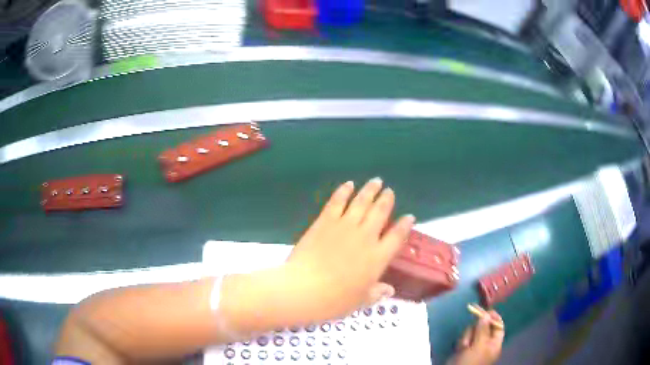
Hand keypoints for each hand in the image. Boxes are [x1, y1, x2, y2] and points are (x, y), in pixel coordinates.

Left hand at [285, 178, 414, 320]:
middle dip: (386, 200)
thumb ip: (376, 293)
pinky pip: (337, 202)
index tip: (409, 217)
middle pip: (380, 212)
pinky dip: (344, 191)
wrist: (304, 289)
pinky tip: (348, 184)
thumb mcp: (360, 301)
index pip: (397, 236)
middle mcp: (366, 237)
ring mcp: (345, 226)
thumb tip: (390, 290)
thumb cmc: (335, 301)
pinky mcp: (325, 221)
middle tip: (389, 191)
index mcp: (378, 257)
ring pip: (361, 202)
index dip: (405, 225)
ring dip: (370, 190)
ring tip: (376, 181)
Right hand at [449, 310, 504, 364]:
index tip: (485, 311)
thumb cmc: (471, 361)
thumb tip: (486, 315)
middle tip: (471, 337)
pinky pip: (464, 339)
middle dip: (475, 330)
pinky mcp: (464, 348)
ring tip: (464, 346)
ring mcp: (475, 346)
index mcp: (495, 343)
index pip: (498, 326)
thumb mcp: (479, 345)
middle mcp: (486, 343)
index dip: (493, 318)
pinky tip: (460, 349)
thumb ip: (483, 329)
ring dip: (467, 337)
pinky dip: (462, 342)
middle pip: (484, 327)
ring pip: (472, 332)